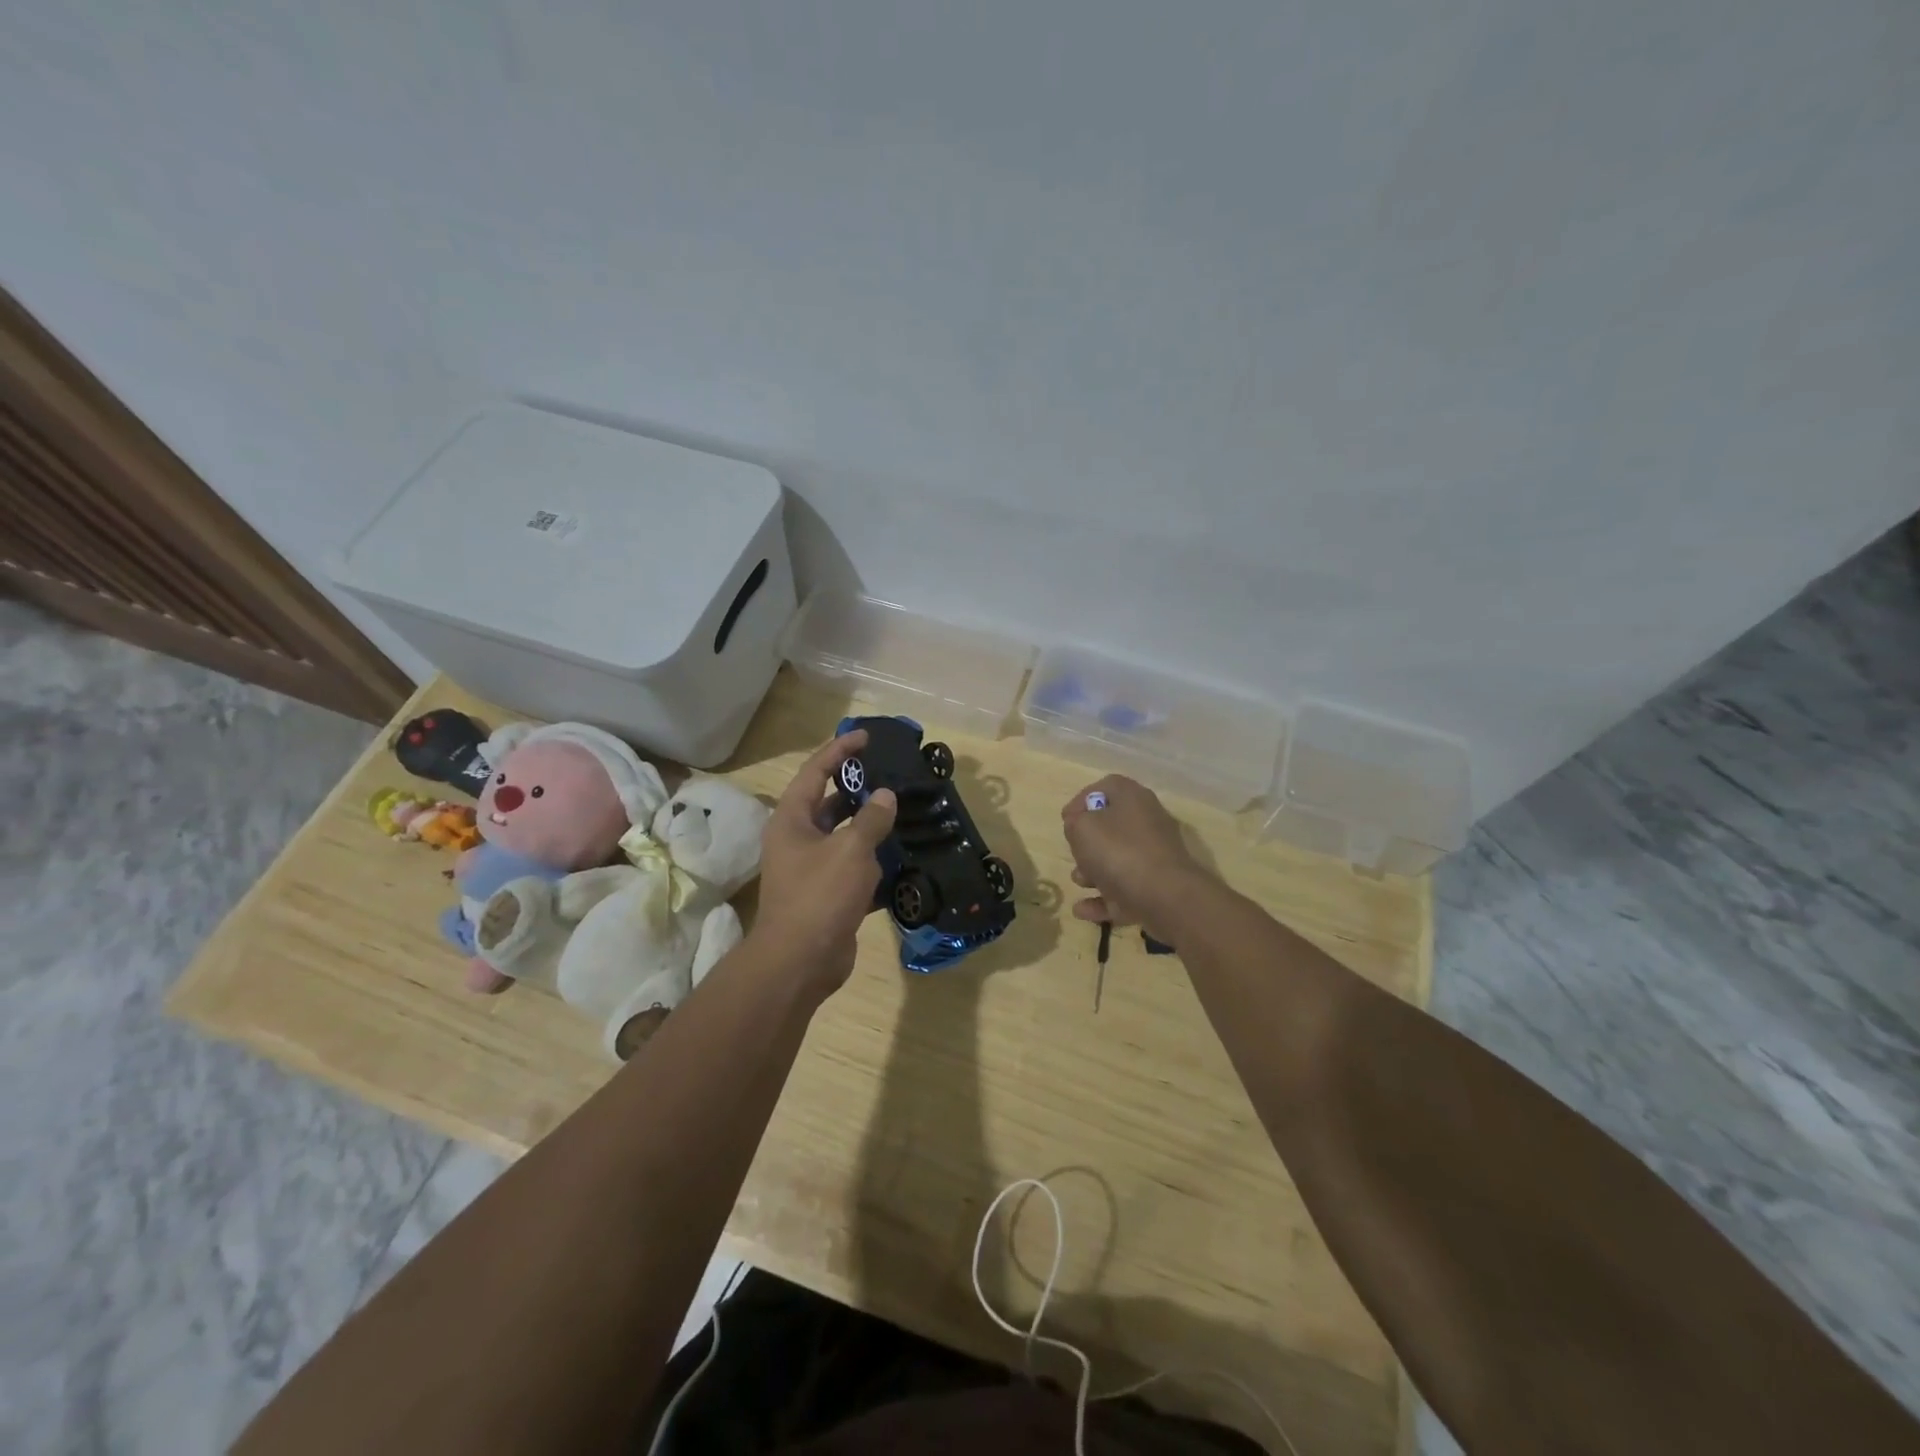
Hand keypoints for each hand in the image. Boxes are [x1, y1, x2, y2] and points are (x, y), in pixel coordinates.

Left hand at [751, 731, 897, 997]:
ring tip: (901, 810)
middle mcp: (797, 839)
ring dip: (868, 825)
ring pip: (843, 836)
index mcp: (792, 820)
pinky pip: (852, 866)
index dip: (839, 751)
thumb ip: (871, 818)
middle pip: (828, 802)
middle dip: (857, 787)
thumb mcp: (850, 850)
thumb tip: (884, 796)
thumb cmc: (820, 895)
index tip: (866, 737)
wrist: (801, 962)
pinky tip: (901, 854)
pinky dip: (873, 859)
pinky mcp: (827, 894)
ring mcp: (811, 868)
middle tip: (889, 775)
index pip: (815, 771)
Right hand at [1061, 775, 1211, 936]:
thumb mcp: (1082, 828)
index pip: (1106, 787)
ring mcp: (1154, 857)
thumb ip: (1075, 822)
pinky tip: (1081, 910)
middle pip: (1112, 825)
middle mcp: (1147, 823)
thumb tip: (1079, 825)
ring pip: (1118, 859)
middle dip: (1087, 842)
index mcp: (1133, 799)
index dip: (1081, 800)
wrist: (1166, 898)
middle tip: (1073, 852)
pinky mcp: (1156, 888)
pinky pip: (1123, 890)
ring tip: (1078, 881)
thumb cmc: (1119, 852)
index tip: (1065, 819)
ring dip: (1093, 871)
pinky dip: (1103, 899)